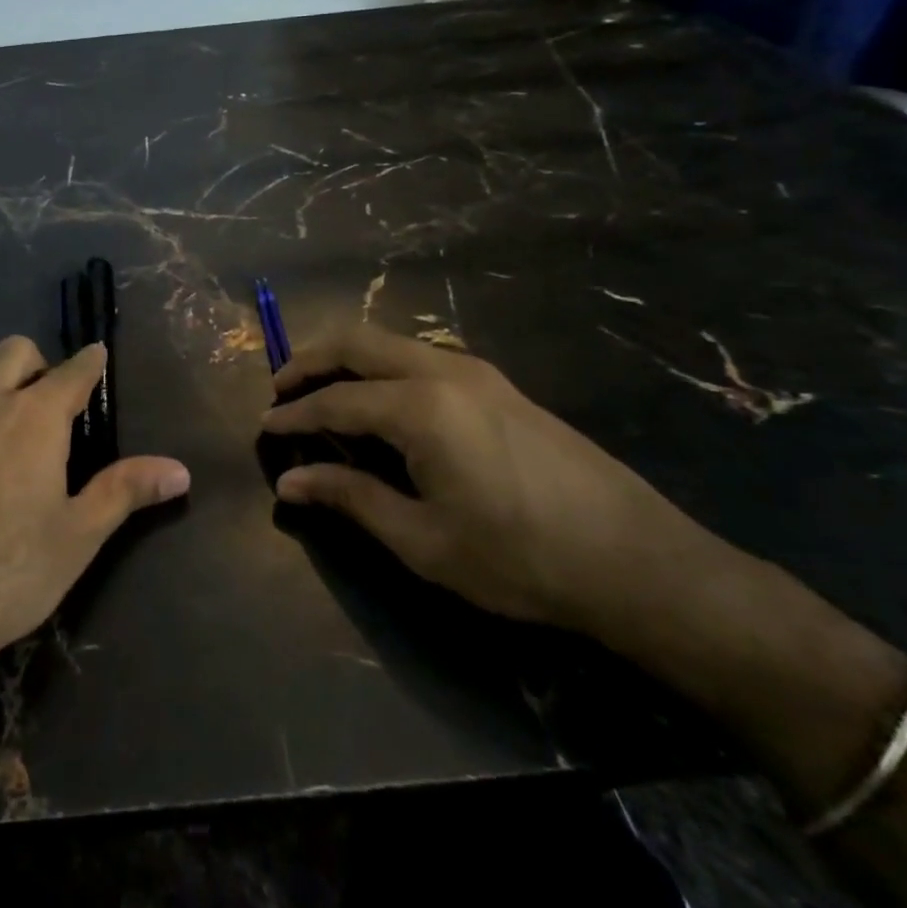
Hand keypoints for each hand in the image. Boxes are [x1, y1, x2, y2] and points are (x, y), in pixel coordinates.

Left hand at [0, 337, 189, 689]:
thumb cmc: (11, 567)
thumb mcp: (79, 533)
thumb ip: (126, 490)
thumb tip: (180, 470)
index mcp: (34, 414)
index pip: (72, 369)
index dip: (91, 362)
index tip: (101, 359)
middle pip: (18, 352)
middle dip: (43, 365)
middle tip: (62, 410)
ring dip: (11, 384)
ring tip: (31, 437)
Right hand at [263, 325, 702, 631]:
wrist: (641, 564)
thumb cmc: (521, 559)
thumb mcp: (424, 540)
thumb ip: (350, 498)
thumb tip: (289, 483)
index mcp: (420, 407)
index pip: (335, 401)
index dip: (293, 414)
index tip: (265, 428)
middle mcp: (443, 372)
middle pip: (357, 344)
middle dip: (310, 360)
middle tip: (280, 388)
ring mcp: (478, 372)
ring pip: (391, 343)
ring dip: (348, 359)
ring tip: (322, 390)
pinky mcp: (501, 386)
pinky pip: (421, 357)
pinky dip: (383, 367)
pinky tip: (382, 402)